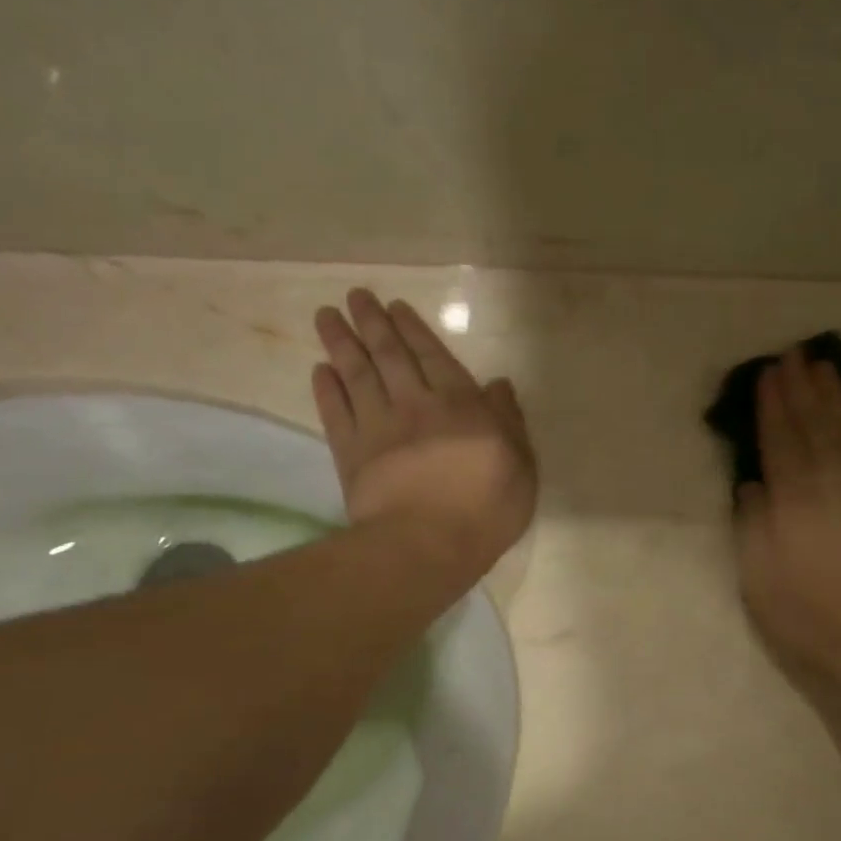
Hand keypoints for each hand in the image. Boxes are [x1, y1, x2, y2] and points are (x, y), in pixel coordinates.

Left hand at [313, 290, 536, 581]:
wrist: (427, 543)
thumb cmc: (486, 507)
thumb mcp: (521, 464)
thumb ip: (509, 420)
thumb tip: (498, 384)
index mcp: (460, 404)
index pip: (434, 356)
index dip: (413, 329)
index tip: (394, 306)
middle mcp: (416, 404)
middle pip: (390, 356)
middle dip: (372, 323)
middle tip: (355, 297)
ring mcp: (379, 427)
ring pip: (357, 375)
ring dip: (341, 344)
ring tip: (326, 317)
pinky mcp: (351, 454)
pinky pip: (336, 413)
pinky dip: (326, 390)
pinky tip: (319, 370)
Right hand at [736, 351, 840, 714]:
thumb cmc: (810, 617)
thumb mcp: (758, 579)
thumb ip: (752, 523)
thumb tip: (752, 482)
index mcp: (794, 498)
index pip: (780, 437)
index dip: (771, 403)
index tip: (766, 374)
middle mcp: (834, 480)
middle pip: (815, 422)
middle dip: (801, 387)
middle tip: (792, 356)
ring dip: (835, 395)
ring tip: (823, 368)